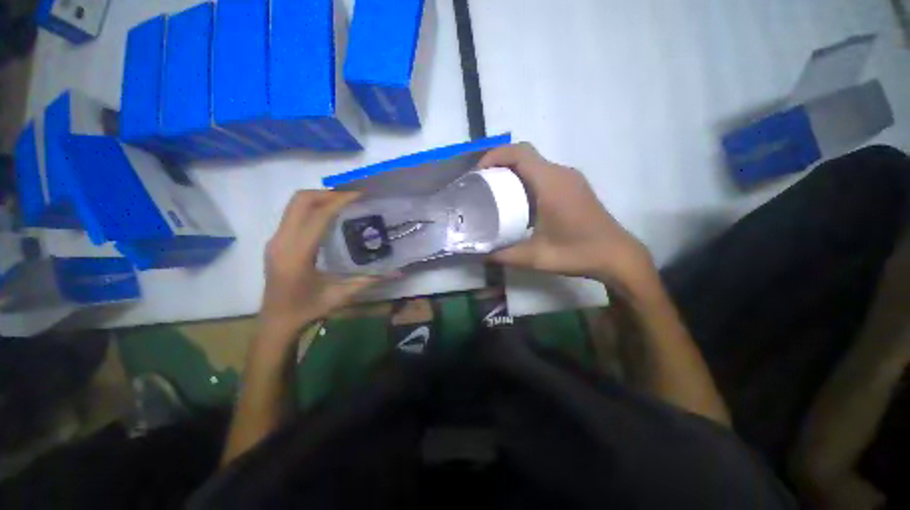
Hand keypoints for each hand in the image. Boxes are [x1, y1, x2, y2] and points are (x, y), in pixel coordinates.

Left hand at [259, 191, 378, 340]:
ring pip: (294, 205)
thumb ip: (369, 280)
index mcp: (298, 255)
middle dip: (327, 193)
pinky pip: (293, 214)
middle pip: (300, 201)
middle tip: (351, 197)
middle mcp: (282, 241)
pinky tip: (329, 217)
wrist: (276, 321)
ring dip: (319, 198)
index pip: (318, 216)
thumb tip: (398, 273)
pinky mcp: (275, 241)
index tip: (359, 195)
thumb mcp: (341, 295)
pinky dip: (312, 208)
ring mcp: (275, 240)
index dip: (339, 201)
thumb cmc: (308, 310)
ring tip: (343, 203)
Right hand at [480, 143, 656, 292]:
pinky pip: (544, 174)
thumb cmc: (577, 253)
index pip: (520, 153)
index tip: (478, 173)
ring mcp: (570, 179)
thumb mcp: (535, 257)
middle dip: (500, 164)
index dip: (495, 156)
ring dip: (513, 171)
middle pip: (525, 155)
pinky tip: (518, 201)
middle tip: (482, 184)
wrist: (616, 256)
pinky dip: (526, 179)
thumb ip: (504, 255)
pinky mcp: (574, 187)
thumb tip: (480, 253)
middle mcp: (561, 174)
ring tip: (495, 192)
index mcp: (551, 184)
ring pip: (535, 164)